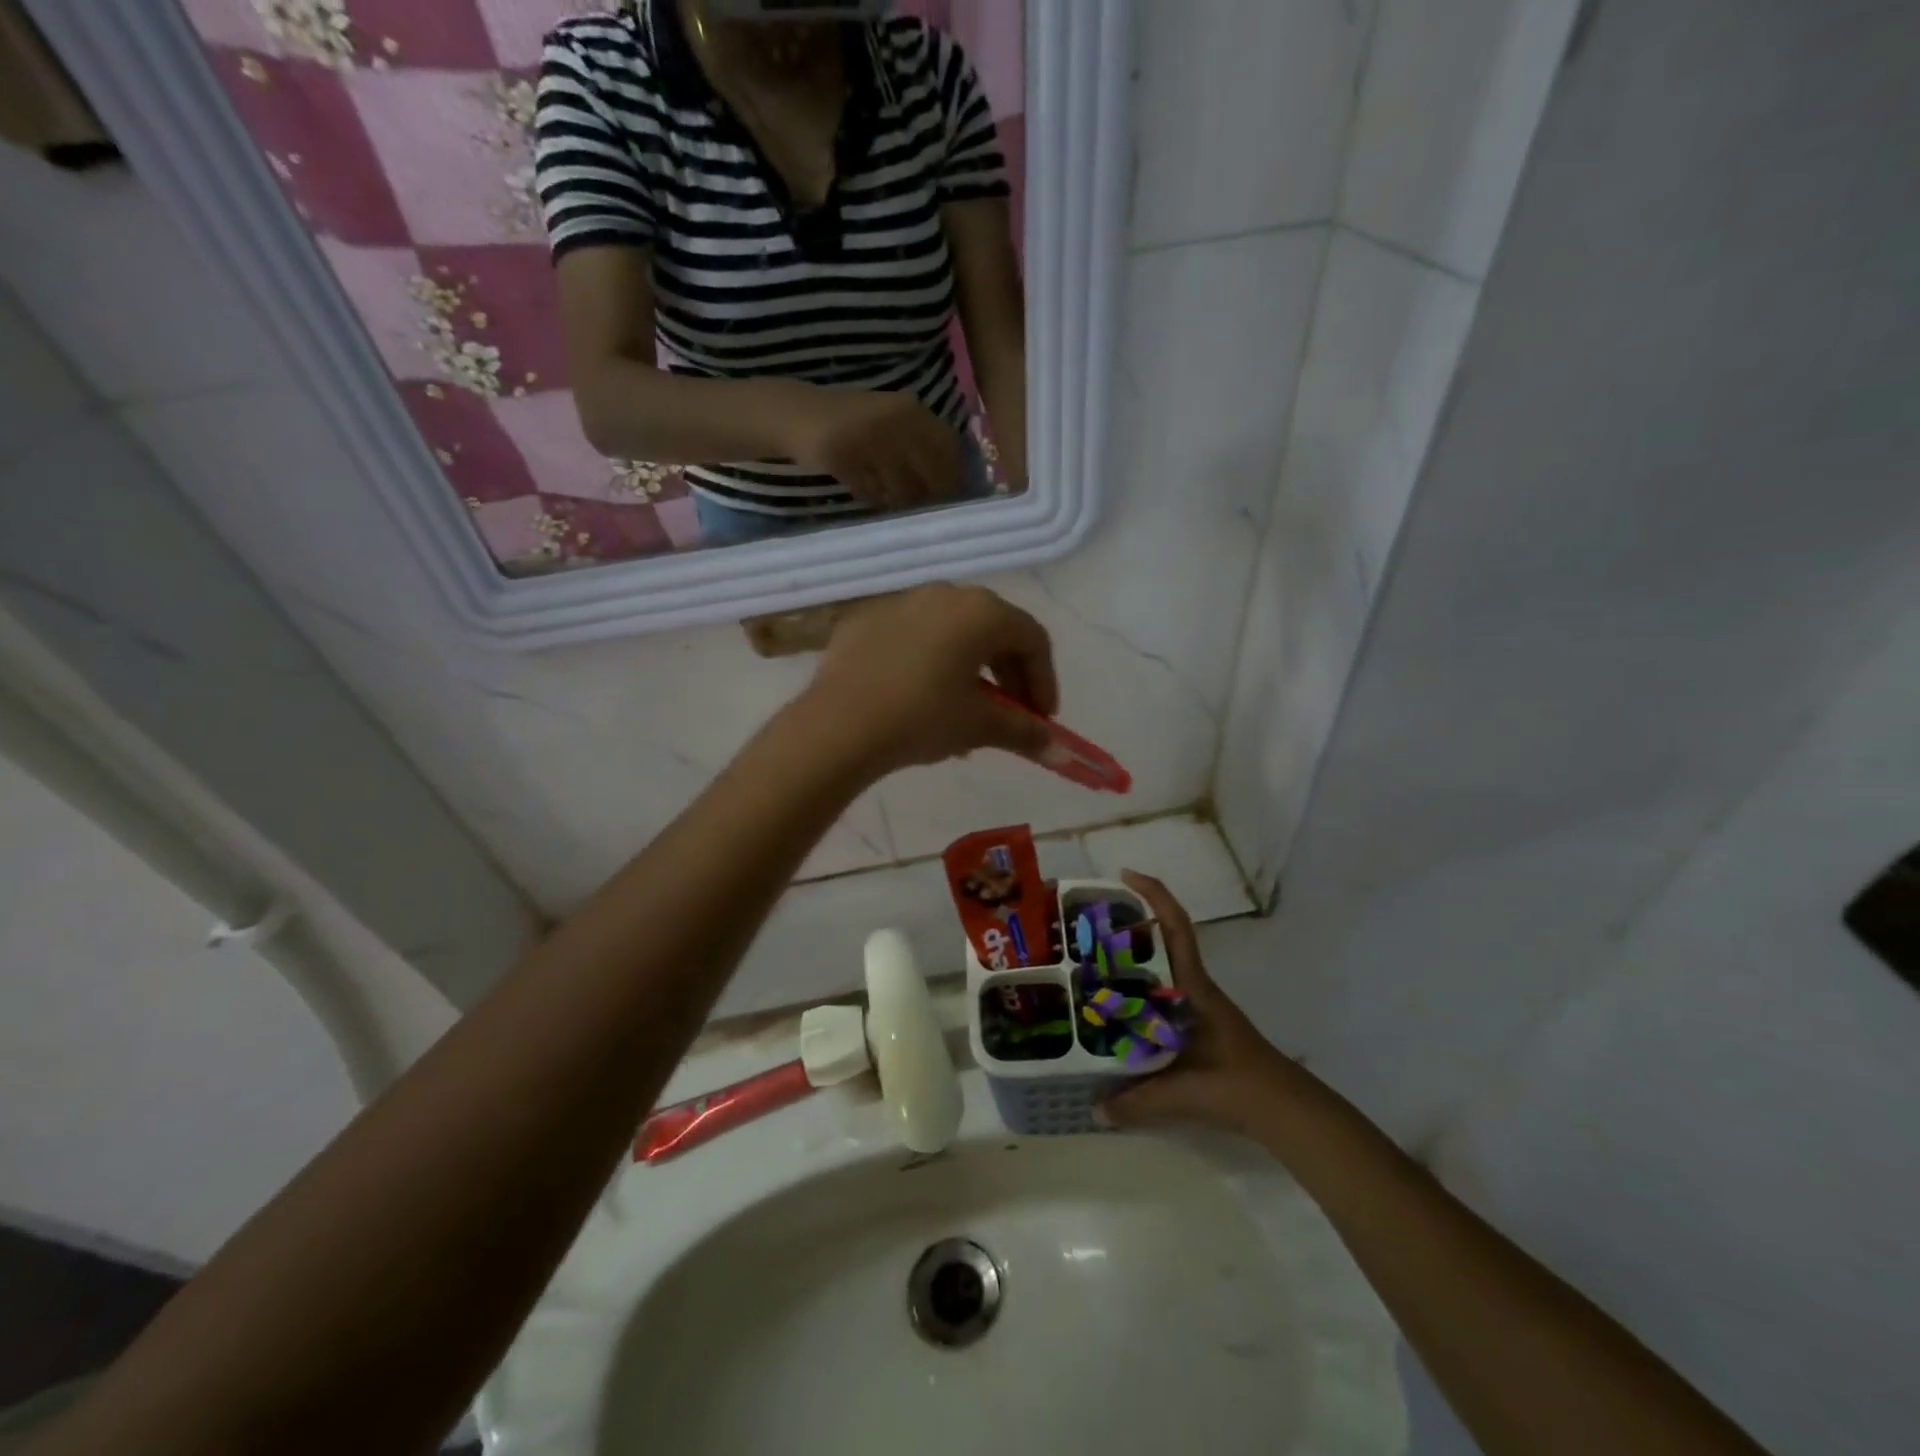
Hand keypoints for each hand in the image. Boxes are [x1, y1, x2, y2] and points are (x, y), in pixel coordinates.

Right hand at [786, 388, 964, 508]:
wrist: (801, 414)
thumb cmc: (855, 423)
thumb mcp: (893, 420)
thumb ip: (922, 443)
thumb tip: (955, 484)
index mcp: (911, 409)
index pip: (948, 449)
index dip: (954, 477)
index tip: (952, 497)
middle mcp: (894, 421)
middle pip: (928, 476)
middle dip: (930, 498)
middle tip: (926, 512)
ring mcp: (868, 439)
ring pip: (901, 490)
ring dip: (900, 504)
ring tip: (895, 505)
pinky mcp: (843, 457)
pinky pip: (871, 493)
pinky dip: (875, 500)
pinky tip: (871, 497)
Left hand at [803, 584, 1058, 773]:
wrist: (838, 726)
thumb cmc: (922, 717)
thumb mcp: (980, 726)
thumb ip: (1024, 732)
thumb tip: (1059, 751)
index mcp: (981, 611)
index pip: (1032, 639)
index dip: (1044, 680)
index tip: (1042, 718)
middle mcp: (944, 594)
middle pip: (993, 630)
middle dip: (1009, 675)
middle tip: (1010, 714)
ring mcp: (901, 602)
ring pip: (952, 633)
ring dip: (970, 670)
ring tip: (965, 712)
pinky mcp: (866, 620)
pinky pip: (913, 638)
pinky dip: (929, 663)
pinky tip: (920, 698)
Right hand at [1100, 871, 1305, 1136]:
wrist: (1283, 1108)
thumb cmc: (1238, 1085)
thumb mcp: (1184, 1093)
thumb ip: (1137, 1101)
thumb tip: (1094, 1109)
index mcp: (1193, 986)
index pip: (1176, 927)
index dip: (1154, 894)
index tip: (1125, 875)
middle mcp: (1193, 987)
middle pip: (1161, 940)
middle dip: (1127, 925)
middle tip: (1086, 927)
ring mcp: (1196, 1005)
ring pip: (1159, 968)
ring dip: (1130, 960)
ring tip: (1089, 965)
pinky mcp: (1196, 1024)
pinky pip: (1160, 995)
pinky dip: (1137, 993)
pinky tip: (1115, 1011)